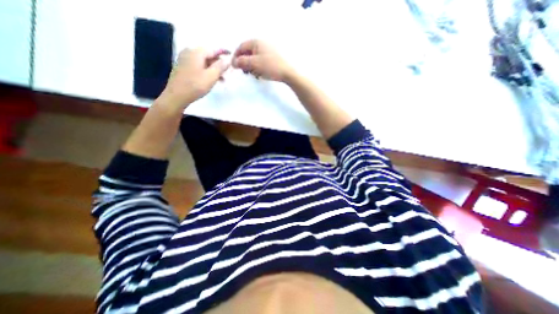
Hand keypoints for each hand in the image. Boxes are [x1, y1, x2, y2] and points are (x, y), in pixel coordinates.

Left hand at [160, 47, 230, 106]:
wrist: (176, 96)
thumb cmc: (195, 86)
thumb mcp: (211, 76)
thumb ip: (220, 67)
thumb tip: (228, 59)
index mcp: (196, 52)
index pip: (213, 49)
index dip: (224, 52)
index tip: (232, 54)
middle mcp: (189, 52)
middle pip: (208, 54)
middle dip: (219, 62)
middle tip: (228, 71)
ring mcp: (184, 59)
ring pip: (203, 61)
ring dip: (214, 68)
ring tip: (222, 79)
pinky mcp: (183, 67)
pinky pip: (198, 65)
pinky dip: (206, 70)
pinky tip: (211, 79)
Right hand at [232, 40, 293, 81]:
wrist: (288, 73)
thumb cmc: (270, 67)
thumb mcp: (254, 64)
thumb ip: (242, 62)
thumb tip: (233, 62)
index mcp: (256, 42)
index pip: (241, 47)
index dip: (236, 57)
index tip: (235, 67)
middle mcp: (261, 44)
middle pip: (247, 53)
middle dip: (245, 63)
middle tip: (246, 73)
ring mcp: (267, 51)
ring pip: (254, 58)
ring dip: (252, 67)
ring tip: (255, 75)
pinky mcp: (271, 58)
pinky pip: (261, 62)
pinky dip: (258, 68)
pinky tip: (261, 74)